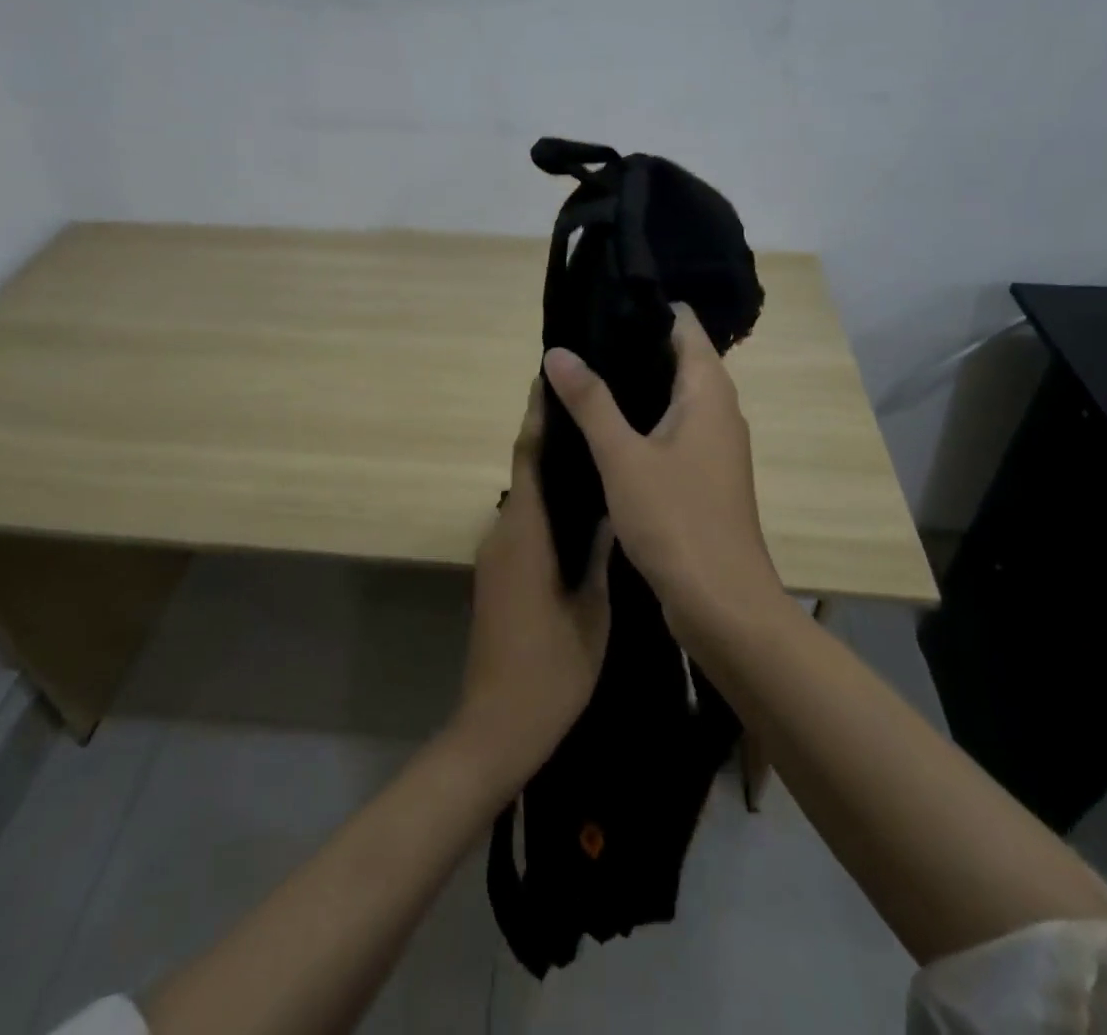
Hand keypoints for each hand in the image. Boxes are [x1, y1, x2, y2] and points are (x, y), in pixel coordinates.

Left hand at [453, 380, 610, 793]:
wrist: (496, 727)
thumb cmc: (550, 670)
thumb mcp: (591, 611)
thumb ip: (598, 554)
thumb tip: (610, 507)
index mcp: (525, 535)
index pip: (528, 459)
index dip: (537, 417)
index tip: (547, 380)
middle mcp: (503, 535)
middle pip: (525, 474)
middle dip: (551, 440)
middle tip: (592, 414)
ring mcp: (496, 557)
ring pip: (526, 502)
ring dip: (551, 477)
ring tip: (595, 456)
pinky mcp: (497, 577)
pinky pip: (523, 528)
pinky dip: (547, 509)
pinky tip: (580, 513)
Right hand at [542, 304, 782, 627]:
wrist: (721, 604)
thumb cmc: (675, 519)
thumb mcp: (622, 456)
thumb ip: (590, 401)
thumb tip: (558, 352)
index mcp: (709, 392)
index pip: (684, 325)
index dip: (646, 309)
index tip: (600, 304)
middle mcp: (719, 410)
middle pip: (678, 358)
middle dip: (631, 347)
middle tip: (578, 341)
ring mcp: (714, 446)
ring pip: (674, 397)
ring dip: (634, 386)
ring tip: (582, 376)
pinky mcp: (704, 477)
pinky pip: (672, 430)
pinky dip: (642, 421)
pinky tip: (604, 430)